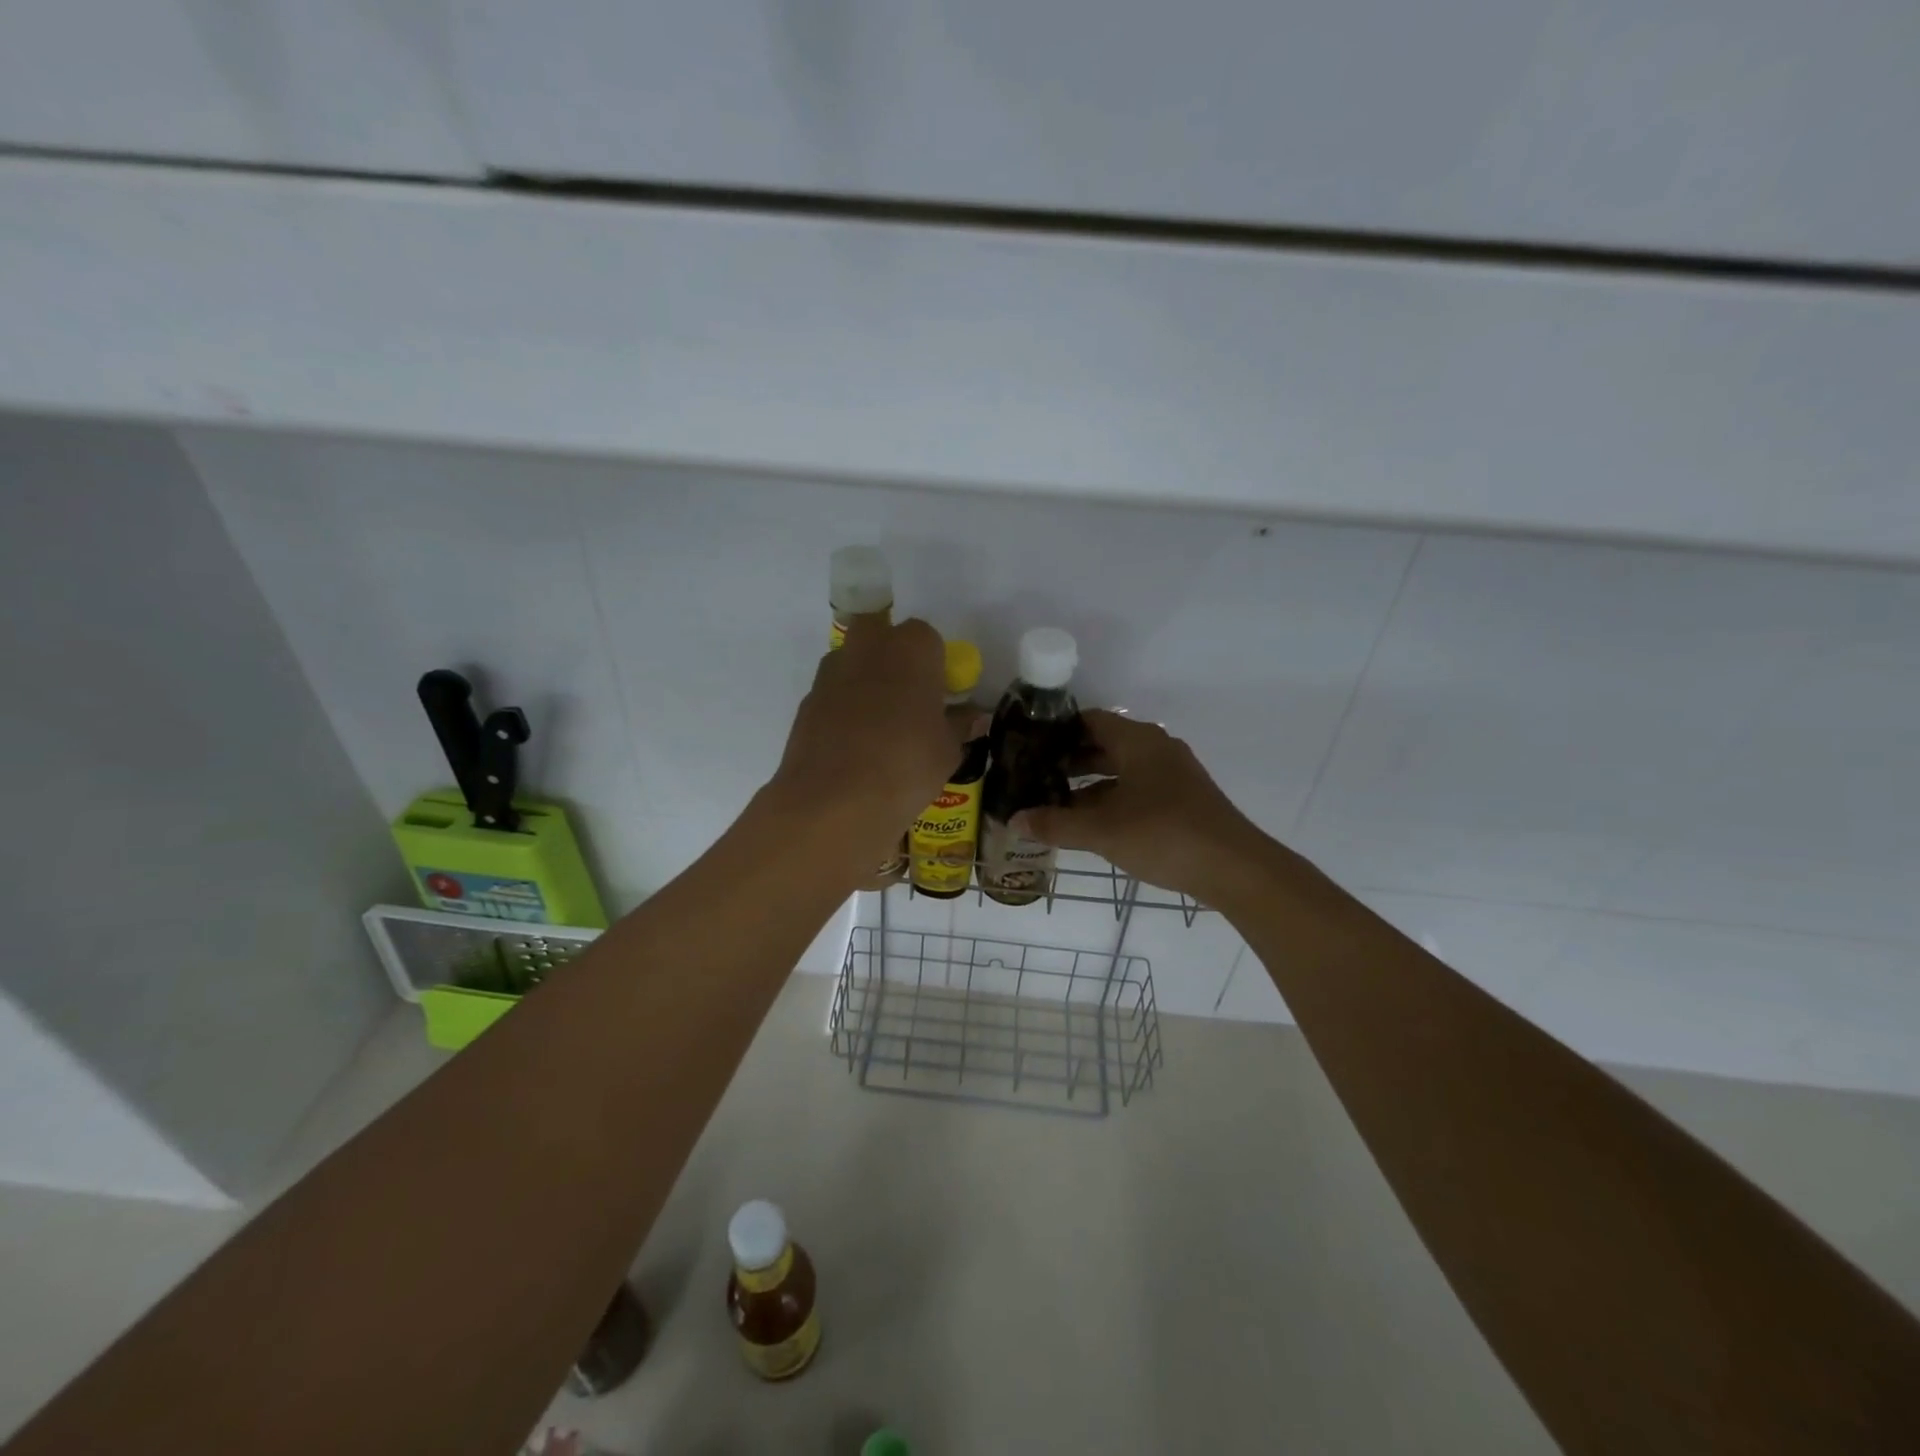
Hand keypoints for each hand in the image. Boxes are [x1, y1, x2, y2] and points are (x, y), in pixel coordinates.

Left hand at [766, 615, 953, 871]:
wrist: (835, 800)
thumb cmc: (907, 765)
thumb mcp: (948, 749)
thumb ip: (959, 725)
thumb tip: (970, 717)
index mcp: (912, 647)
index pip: (927, 638)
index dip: (934, 664)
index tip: (938, 693)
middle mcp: (868, 646)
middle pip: (880, 633)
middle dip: (892, 654)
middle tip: (907, 695)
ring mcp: (831, 672)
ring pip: (852, 661)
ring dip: (865, 680)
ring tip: (879, 726)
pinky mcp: (807, 701)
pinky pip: (833, 694)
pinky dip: (843, 709)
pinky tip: (854, 745)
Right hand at [1015, 709, 1270, 901]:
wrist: (1234, 868)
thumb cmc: (1163, 835)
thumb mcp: (1101, 831)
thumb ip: (1055, 824)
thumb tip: (1014, 820)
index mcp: (1138, 741)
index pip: (1090, 720)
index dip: (1058, 731)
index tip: (1029, 747)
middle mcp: (1156, 749)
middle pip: (1104, 745)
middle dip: (1069, 761)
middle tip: (1035, 778)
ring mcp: (1173, 775)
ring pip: (1121, 771)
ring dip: (1089, 785)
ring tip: (1054, 803)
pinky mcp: (1182, 800)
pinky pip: (1137, 789)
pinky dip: (1112, 800)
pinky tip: (1091, 824)